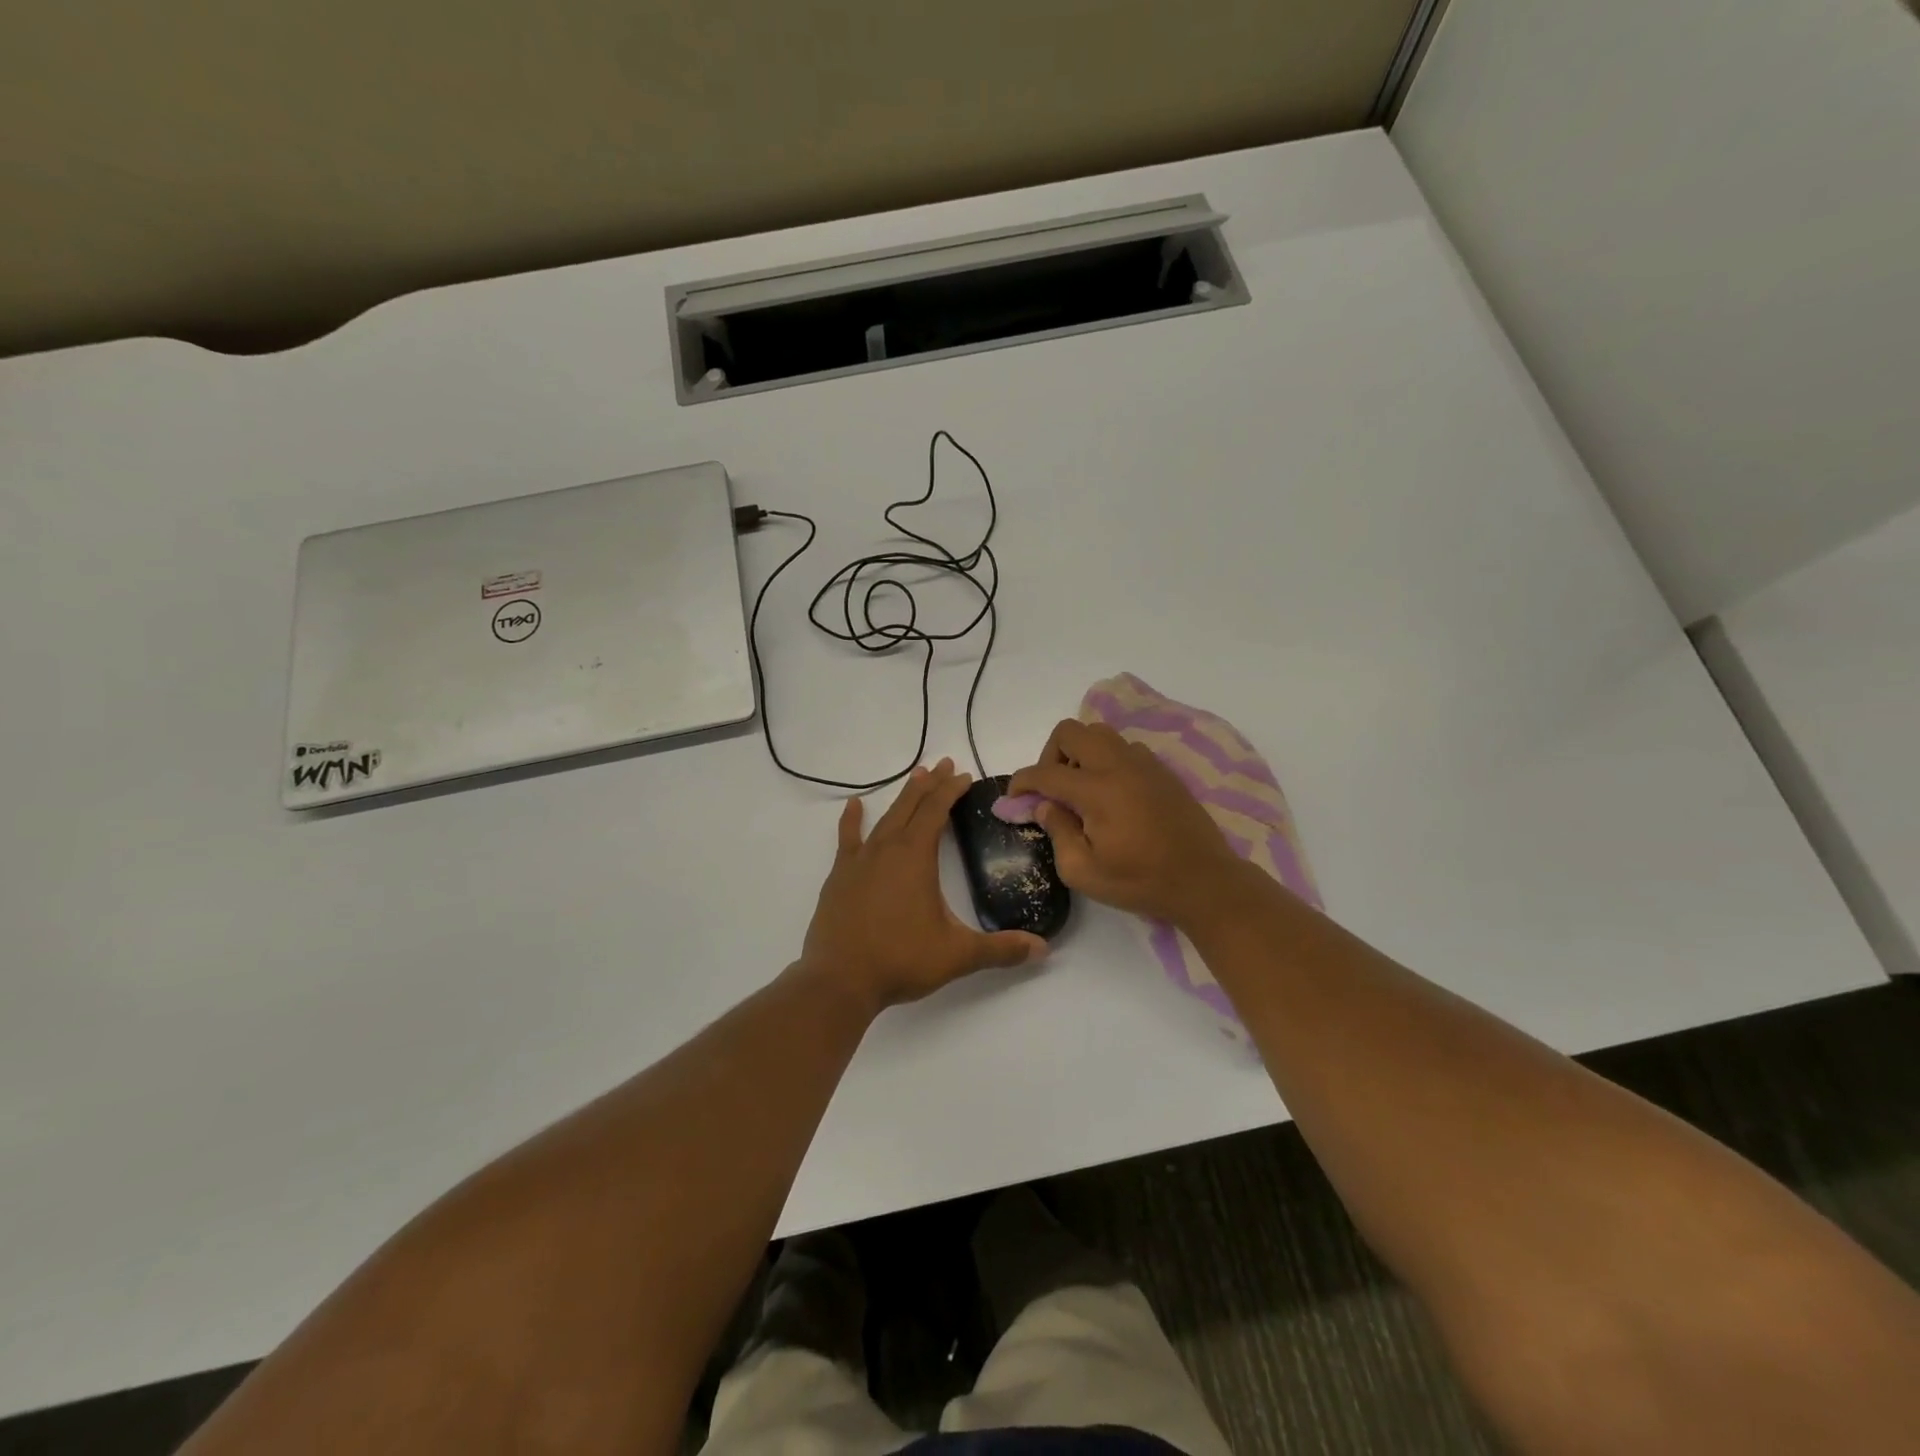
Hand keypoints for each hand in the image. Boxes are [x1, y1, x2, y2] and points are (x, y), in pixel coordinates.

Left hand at [801, 758, 1048, 1010]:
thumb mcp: (957, 955)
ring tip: (915, 776)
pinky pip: (848, 839)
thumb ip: (1000, 949)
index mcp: (915, 857)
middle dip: (930, 784)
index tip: (965, 776)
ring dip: (902, 797)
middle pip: (911, 806)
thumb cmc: (900, 960)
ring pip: (884, 818)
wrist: (839, 980)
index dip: (951, 790)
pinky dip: (852, 820)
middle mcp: (886, 849)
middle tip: (945, 764)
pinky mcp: (839, 877)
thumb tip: (1042, 949)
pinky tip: (854, 805)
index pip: (936, 811)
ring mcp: (859, 861)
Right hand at [1008, 719, 1249, 926]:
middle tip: (1052, 790)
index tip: (1014, 799)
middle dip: (1050, 756)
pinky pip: (1124, 747)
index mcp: (1097, 791)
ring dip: (1080, 754)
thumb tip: (1044, 806)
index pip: (1045, 772)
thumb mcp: (1084, 872)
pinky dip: (1106, 760)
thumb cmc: (1140, 882)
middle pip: (1070, 731)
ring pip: (1099, 733)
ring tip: (1081, 790)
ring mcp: (1144, 764)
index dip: (1021, 782)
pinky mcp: (1161, 770)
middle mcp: (1118, 765)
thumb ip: (1057, 833)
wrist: (1203, 881)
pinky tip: (1112, 794)